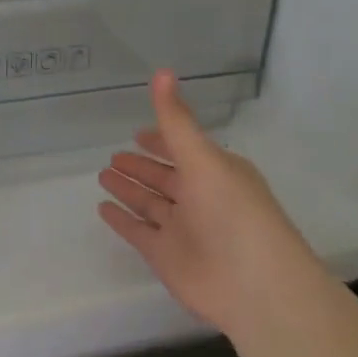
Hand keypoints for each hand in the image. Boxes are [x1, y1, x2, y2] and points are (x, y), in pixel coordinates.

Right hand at [98, 71, 327, 339]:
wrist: (255, 285)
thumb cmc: (233, 212)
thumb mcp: (203, 158)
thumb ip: (176, 120)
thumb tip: (162, 70)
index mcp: (216, 172)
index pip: (183, 149)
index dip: (161, 139)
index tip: (138, 132)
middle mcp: (200, 198)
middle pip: (164, 177)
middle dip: (141, 166)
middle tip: (113, 156)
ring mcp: (183, 229)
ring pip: (150, 203)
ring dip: (129, 190)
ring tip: (102, 175)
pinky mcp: (167, 257)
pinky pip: (138, 232)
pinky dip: (122, 220)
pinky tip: (102, 208)